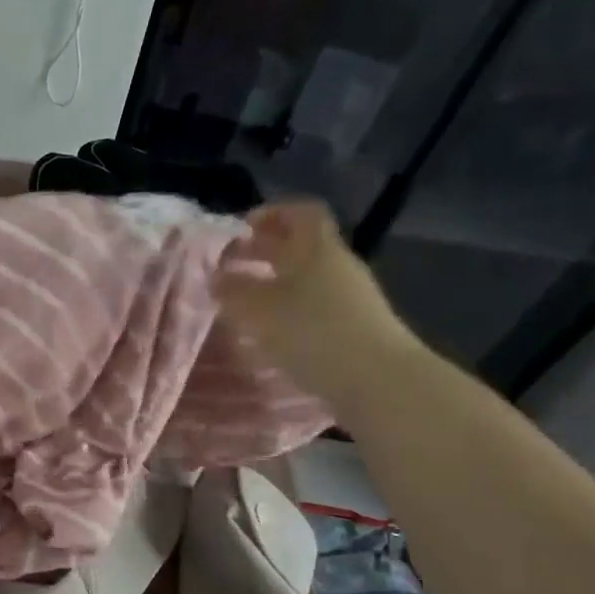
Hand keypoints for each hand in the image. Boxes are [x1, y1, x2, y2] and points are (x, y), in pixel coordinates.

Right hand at [218, 201, 422, 408]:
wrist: (378, 380)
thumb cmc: (313, 332)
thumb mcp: (260, 310)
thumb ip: (234, 290)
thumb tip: (216, 277)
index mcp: (317, 249)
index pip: (301, 213)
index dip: (273, 213)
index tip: (243, 227)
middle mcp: (337, 266)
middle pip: (302, 245)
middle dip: (266, 249)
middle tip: (233, 262)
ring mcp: (350, 298)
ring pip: (307, 277)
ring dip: (275, 282)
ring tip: (245, 300)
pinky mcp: (354, 328)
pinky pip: (315, 305)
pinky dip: (289, 309)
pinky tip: (271, 329)